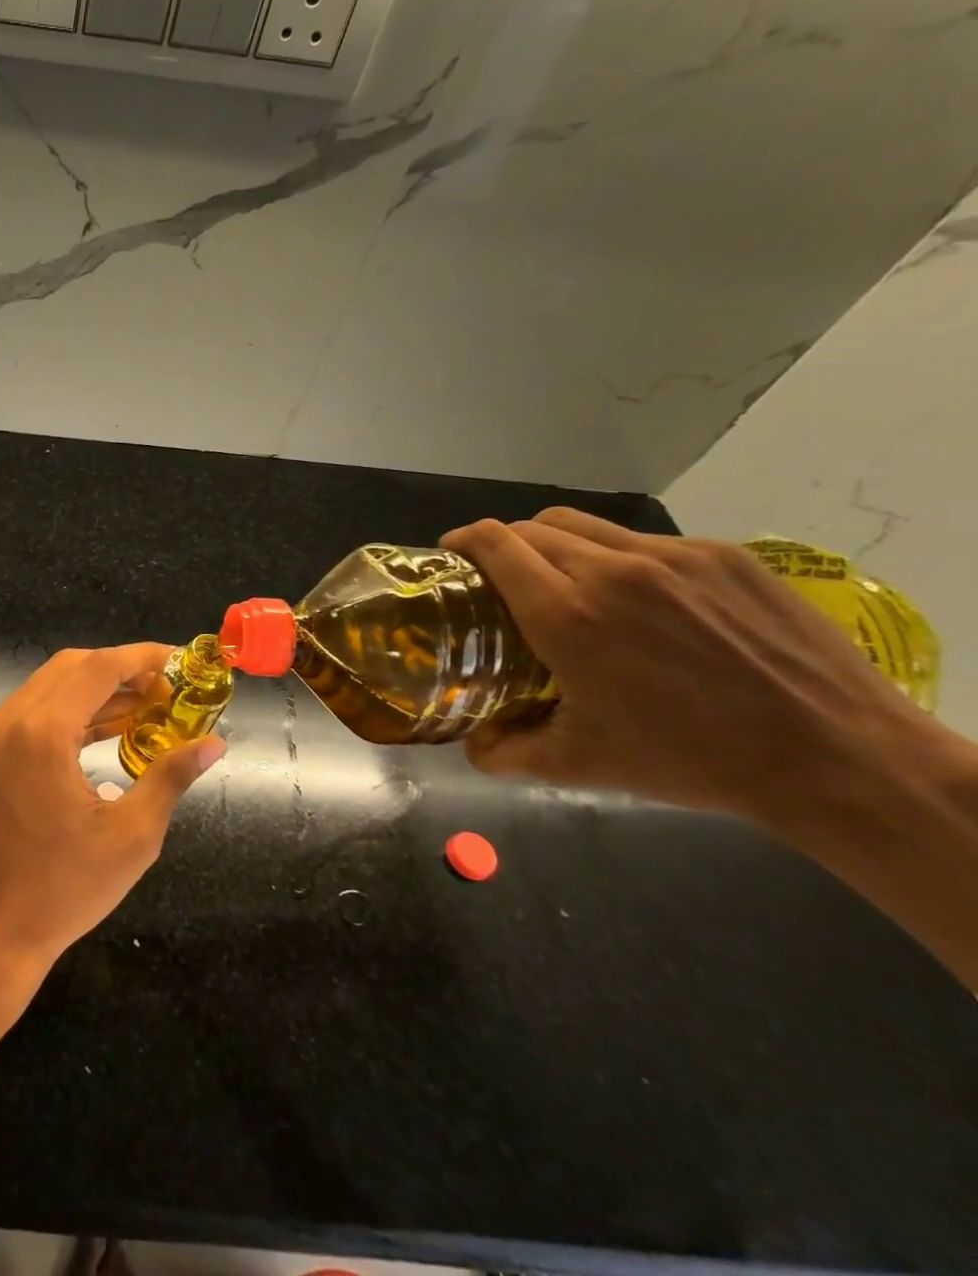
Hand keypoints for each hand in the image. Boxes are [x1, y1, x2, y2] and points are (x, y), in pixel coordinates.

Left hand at [0, 644, 225, 978]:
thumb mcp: (132, 834)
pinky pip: (40, 711)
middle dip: (122, 669)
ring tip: (151, 704)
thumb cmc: (67, 887)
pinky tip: (115, 725)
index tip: (181, 660)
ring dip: (100, 688)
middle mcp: (11, 720)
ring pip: (54, 685)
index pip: (97, 668)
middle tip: (169, 687)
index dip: (141, 657)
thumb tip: (214, 744)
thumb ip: (171, 776)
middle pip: (73, 667)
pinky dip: (77, 710)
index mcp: (42, 733)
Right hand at [440, 507, 944, 822]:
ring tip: (566, 582)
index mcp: (567, 615)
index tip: (452, 556)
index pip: (494, 544)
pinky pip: (644, 541)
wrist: (838, 757)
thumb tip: (472, 743)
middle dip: (503, 545)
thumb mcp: (579, 765)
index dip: (462, 541)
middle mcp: (613, 570)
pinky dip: (618, 558)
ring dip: (556, 544)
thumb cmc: (689, 759)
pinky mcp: (725, 556)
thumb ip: (505, 751)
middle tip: (503, 580)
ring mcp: (675, 557)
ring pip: (585, 525)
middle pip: (532, 527)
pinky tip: (640, 600)